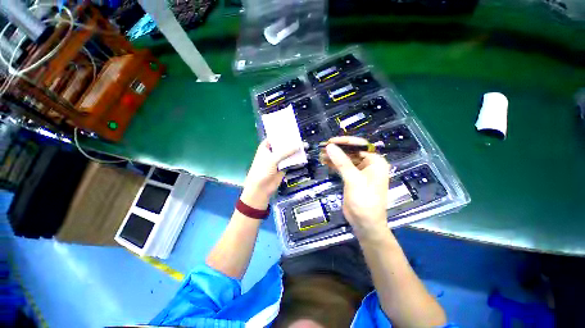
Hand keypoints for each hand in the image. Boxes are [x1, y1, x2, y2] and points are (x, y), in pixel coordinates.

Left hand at [241, 139, 298, 209]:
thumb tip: (298, 146)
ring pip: (288, 153)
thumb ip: (285, 152)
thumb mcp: (273, 158)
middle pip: (283, 145)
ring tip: (305, 146)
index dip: (283, 133)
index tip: (293, 129)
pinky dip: (296, 159)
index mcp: (266, 146)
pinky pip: (290, 161)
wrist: (261, 187)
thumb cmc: (262, 170)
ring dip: (295, 151)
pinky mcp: (283, 166)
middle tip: (302, 138)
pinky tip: (303, 156)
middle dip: (292, 142)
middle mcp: (272, 151)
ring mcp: (278, 159)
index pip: (275, 137)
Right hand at [325, 136, 391, 241]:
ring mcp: (360, 171)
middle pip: (351, 152)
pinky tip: (325, 161)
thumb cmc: (365, 201)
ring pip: (345, 159)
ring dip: (334, 156)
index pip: (360, 146)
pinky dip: (334, 164)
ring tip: (321, 154)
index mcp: (375, 162)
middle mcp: (369, 164)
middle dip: (337, 150)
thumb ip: (342, 162)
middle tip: (323, 148)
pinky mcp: (352, 178)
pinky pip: (342, 167)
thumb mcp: (354, 180)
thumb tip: (330, 146)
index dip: (345, 142)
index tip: (330, 141)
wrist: (365, 223)